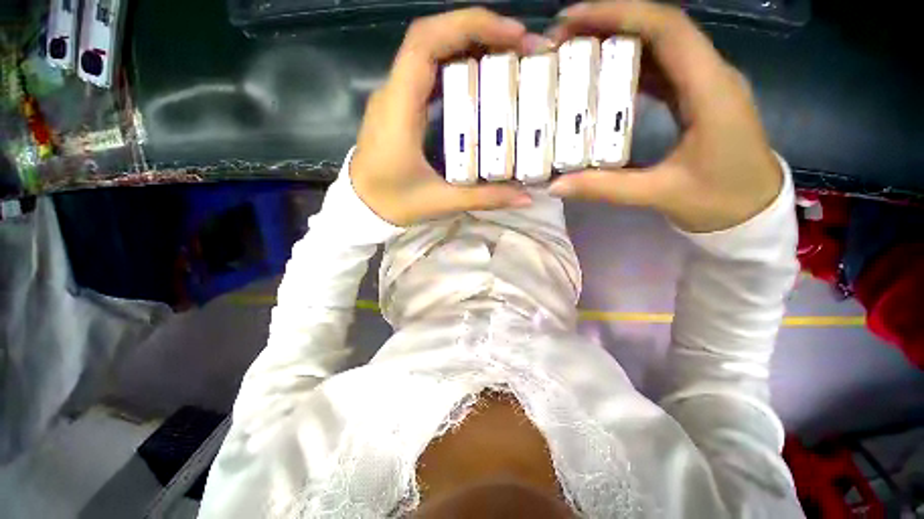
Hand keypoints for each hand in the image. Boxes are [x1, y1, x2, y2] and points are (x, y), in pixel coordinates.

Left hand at [351, 8, 544, 226]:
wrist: (361, 207)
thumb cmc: (393, 203)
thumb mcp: (440, 202)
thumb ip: (482, 198)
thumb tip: (525, 197)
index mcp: (399, 109)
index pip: (425, 43)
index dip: (468, 26)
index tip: (512, 34)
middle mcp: (393, 93)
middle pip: (430, 38)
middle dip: (477, 31)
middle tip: (520, 46)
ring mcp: (394, 98)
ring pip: (429, 52)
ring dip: (468, 45)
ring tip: (507, 57)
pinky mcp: (399, 108)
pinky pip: (427, 74)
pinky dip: (456, 66)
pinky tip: (480, 79)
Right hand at [546, 1, 782, 232]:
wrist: (754, 210)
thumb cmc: (720, 201)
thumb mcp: (660, 194)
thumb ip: (606, 188)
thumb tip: (555, 185)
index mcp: (711, 90)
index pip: (667, 29)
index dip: (620, 14)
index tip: (574, 20)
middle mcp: (710, 75)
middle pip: (661, 28)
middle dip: (611, 22)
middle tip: (564, 37)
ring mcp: (704, 85)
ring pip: (660, 47)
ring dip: (618, 41)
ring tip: (576, 50)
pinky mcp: (695, 99)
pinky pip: (660, 71)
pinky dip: (629, 67)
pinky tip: (602, 77)